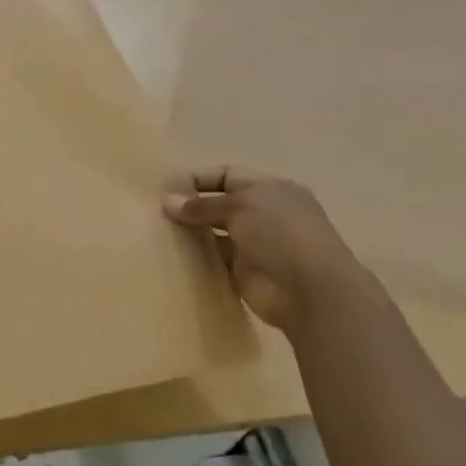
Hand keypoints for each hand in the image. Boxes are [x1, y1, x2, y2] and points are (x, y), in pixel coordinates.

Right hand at [164, 168, 365, 329]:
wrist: (308, 290)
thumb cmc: (280, 233)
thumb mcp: (240, 206)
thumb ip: (202, 205)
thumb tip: (167, 202)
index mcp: (270, 190)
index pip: (227, 175)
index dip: (198, 178)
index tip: (166, 187)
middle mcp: (263, 214)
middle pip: (219, 203)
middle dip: (191, 205)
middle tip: (156, 211)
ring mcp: (253, 244)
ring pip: (213, 232)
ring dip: (190, 232)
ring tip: (158, 231)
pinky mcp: (243, 272)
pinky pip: (213, 259)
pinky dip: (195, 257)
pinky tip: (172, 254)